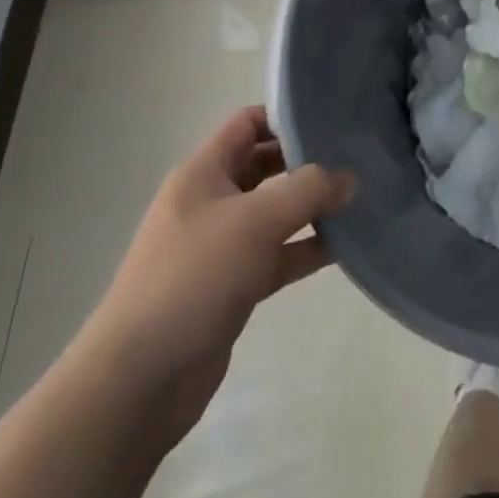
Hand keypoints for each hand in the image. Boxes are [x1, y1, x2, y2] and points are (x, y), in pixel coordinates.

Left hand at [79, 106, 355, 446]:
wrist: (139, 380)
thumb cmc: (194, 277)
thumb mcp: (256, 221)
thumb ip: (308, 191)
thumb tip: (349, 178)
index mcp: (203, 171)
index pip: (247, 123)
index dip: (286, 117)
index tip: (331, 122)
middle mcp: (210, 201)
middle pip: (264, 166)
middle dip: (306, 163)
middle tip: (355, 159)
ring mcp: (219, 246)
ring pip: (273, 213)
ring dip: (311, 208)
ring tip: (359, 200)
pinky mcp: (231, 287)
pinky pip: (275, 255)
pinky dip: (304, 249)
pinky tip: (343, 247)